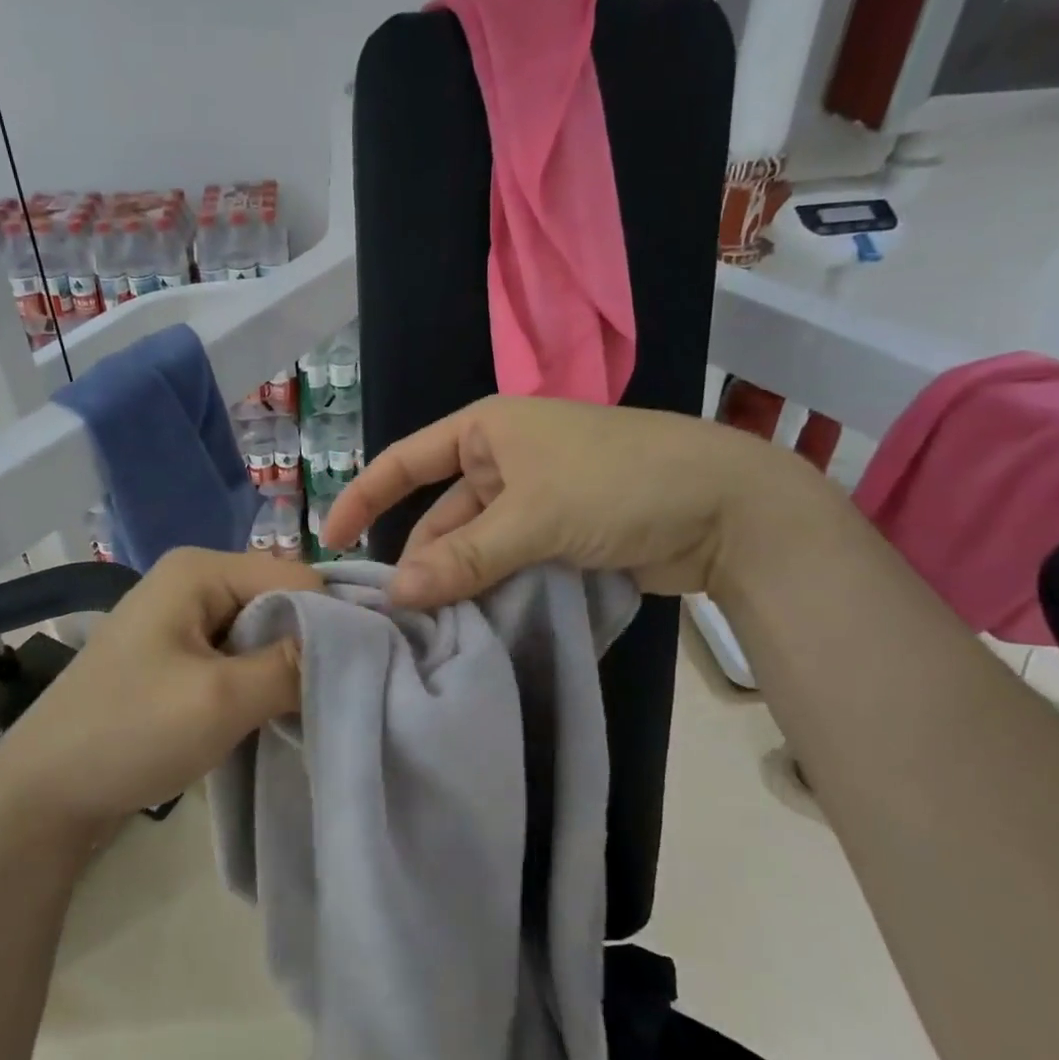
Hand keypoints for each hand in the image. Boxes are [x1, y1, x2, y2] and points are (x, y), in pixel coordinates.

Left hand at [0, 548, 321, 832]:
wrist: (43, 792)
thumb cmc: (130, 732)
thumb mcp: (222, 699)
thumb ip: (292, 666)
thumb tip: (353, 648)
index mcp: (199, 568)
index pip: (296, 578)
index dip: (332, 622)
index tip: (363, 674)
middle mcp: (192, 579)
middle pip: (279, 601)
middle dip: (308, 647)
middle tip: (336, 697)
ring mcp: (182, 616)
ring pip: (260, 632)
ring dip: (283, 669)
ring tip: (308, 709)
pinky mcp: (177, 653)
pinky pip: (237, 655)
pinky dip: (258, 681)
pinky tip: (271, 713)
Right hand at [321, 395, 819, 607]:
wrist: (727, 509)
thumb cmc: (620, 483)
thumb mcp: (535, 515)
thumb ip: (465, 557)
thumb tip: (397, 594)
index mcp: (487, 430)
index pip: (406, 461)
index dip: (363, 497)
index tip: (331, 542)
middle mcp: (502, 461)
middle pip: (440, 514)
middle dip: (419, 559)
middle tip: (392, 614)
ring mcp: (531, 502)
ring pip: (473, 546)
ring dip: (455, 582)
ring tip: (428, 628)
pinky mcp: (557, 537)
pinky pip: (505, 564)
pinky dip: (488, 589)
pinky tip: (469, 624)